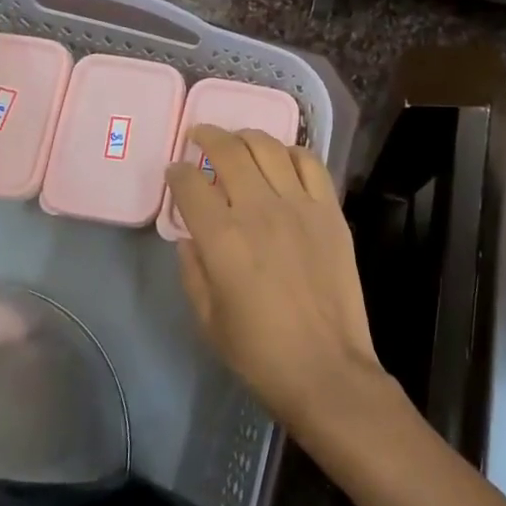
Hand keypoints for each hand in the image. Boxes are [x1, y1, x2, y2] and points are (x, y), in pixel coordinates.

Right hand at [166, 128, 386, 431]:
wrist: (326, 369)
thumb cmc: (260, 353)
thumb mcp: (207, 319)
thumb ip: (192, 270)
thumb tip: (190, 236)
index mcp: (222, 239)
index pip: (190, 185)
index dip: (177, 173)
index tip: (175, 172)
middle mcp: (259, 210)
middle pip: (228, 151)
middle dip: (207, 136)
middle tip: (198, 136)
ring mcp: (299, 205)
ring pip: (268, 147)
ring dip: (246, 136)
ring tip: (237, 139)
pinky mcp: (329, 210)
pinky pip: (311, 163)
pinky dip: (292, 152)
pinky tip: (282, 158)